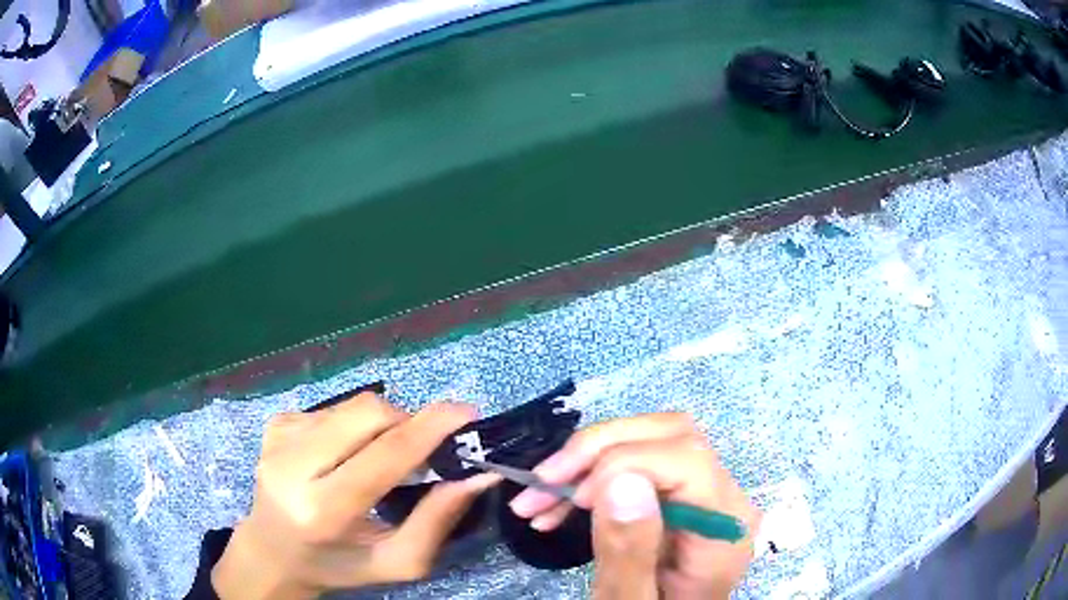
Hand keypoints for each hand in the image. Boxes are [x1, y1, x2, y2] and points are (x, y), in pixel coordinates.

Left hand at [212, 395, 498, 598]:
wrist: (272, 550)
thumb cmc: (338, 564)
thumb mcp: (396, 561)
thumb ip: (437, 522)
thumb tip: (477, 476)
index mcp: (322, 510)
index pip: (384, 454)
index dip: (430, 429)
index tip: (467, 414)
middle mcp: (293, 466)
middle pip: (368, 413)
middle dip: (407, 422)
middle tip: (422, 449)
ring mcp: (279, 438)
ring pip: (352, 406)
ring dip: (381, 425)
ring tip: (379, 458)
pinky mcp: (275, 423)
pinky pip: (333, 410)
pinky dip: (354, 427)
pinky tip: (345, 455)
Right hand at [509, 414, 759, 599]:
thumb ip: (630, 552)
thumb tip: (622, 479)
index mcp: (723, 528)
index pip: (688, 459)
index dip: (625, 462)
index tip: (572, 496)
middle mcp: (722, 498)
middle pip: (670, 435)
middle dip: (598, 449)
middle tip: (544, 482)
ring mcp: (701, 494)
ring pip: (648, 440)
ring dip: (585, 461)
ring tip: (534, 499)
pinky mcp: (677, 497)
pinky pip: (636, 463)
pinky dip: (590, 476)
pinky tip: (555, 505)